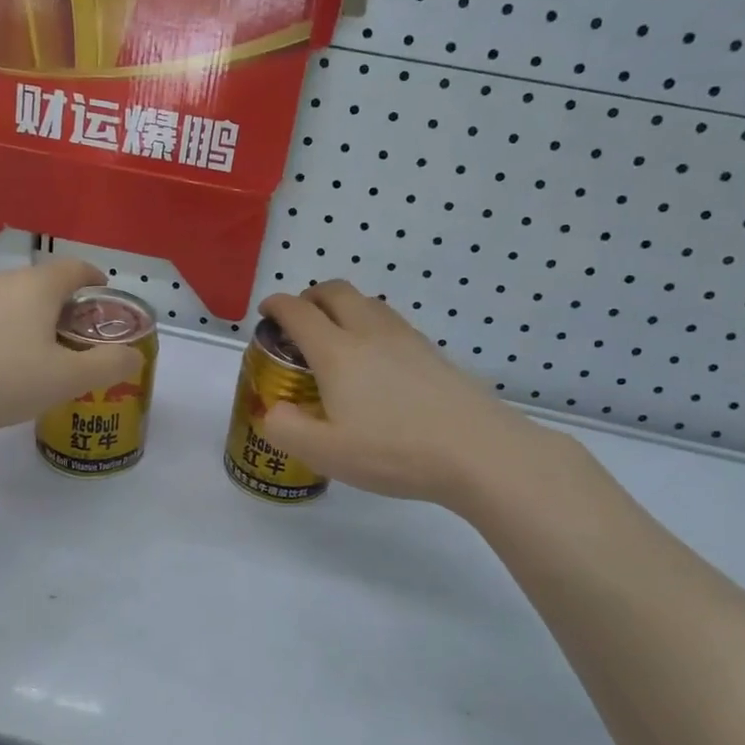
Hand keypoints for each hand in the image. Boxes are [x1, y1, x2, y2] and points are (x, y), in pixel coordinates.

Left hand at [0, 259, 143, 442]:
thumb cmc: (2, 378)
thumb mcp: (67, 379)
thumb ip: (108, 365)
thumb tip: (132, 356)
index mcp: (36, 286)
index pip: (75, 268)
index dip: (95, 279)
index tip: (105, 294)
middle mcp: (2, 282)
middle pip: (44, 285)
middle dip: (66, 306)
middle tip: (81, 337)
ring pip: (14, 302)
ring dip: (34, 320)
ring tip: (43, 355)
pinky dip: (6, 333)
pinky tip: (3, 366)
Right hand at [257, 281, 579, 513]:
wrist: (478, 452)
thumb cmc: (393, 451)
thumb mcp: (324, 453)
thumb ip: (285, 429)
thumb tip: (273, 410)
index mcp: (337, 352)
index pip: (298, 312)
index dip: (276, 306)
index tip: (266, 313)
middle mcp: (370, 333)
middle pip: (336, 291)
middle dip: (311, 296)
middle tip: (300, 319)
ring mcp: (407, 339)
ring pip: (368, 302)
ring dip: (344, 307)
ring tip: (337, 336)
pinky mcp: (434, 354)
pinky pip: (392, 323)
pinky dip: (372, 325)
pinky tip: (377, 360)